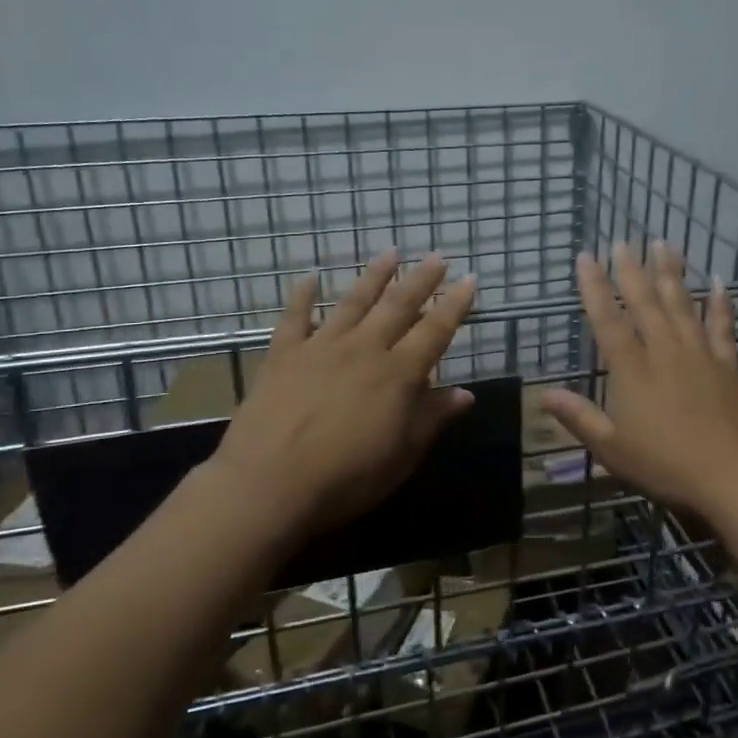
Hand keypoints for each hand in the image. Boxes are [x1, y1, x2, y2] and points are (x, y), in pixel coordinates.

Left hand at [210, 251, 476, 542]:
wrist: (269, 484)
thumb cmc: (347, 477)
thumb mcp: (403, 455)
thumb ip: (433, 418)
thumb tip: (465, 393)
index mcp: (398, 374)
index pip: (435, 330)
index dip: (455, 305)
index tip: (469, 280)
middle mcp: (364, 349)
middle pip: (398, 306)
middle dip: (421, 279)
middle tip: (436, 256)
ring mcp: (321, 347)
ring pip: (354, 302)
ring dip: (374, 276)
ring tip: (390, 252)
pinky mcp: (284, 356)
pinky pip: (295, 318)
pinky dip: (302, 296)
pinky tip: (309, 278)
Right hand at [542, 242, 737, 525]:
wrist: (733, 477)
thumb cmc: (665, 465)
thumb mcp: (612, 449)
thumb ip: (579, 417)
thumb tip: (544, 395)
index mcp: (632, 370)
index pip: (608, 320)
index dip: (594, 287)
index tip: (586, 257)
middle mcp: (664, 351)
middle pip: (645, 302)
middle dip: (630, 269)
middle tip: (622, 241)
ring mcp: (700, 354)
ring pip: (682, 304)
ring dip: (670, 272)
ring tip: (663, 243)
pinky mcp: (727, 365)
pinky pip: (722, 326)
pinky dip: (720, 302)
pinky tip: (717, 281)